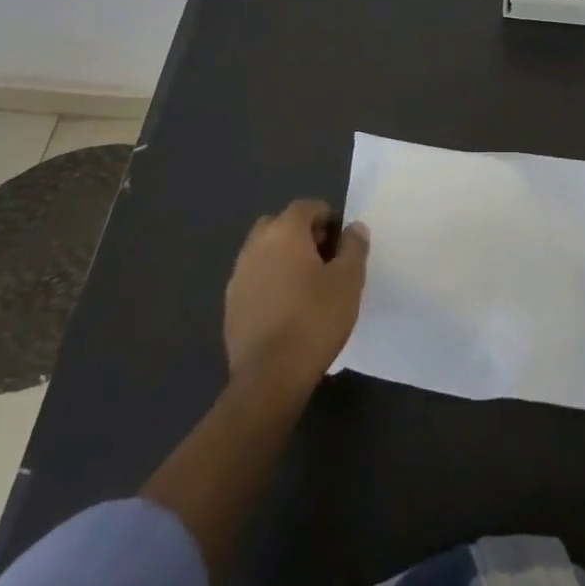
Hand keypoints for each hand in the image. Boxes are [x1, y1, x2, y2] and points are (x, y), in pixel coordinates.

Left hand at [224, 200, 369, 391]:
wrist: (269, 379)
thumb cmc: (315, 320)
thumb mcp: (349, 280)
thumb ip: (354, 246)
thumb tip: (354, 227)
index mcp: (284, 232)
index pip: (306, 206)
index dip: (327, 218)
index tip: (341, 243)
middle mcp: (256, 246)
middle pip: (280, 224)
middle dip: (302, 234)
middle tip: (324, 260)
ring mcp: (238, 276)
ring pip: (263, 251)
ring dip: (283, 258)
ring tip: (306, 286)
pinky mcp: (230, 305)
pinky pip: (254, 278)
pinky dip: (269, 282)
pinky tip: (286, 309)